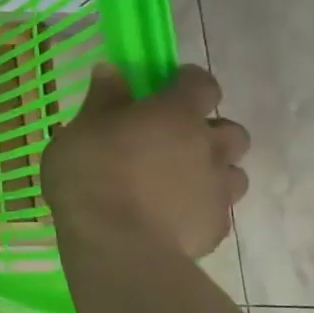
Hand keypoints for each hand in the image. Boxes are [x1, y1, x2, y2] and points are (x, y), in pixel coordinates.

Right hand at [41, 62, 249, 258]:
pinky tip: (170, 215)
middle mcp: (208, 146)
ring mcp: (218, 189)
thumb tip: (112, 70)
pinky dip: (199, 205)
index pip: (201, 84)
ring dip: (211, 169)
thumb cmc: (91, 174)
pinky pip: (217, 208)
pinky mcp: (217, 226)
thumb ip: (102, 100)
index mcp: (175, 115)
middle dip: (209, 131)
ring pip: (232, 171)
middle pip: (230, 130)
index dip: (189, 81)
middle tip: (175, 140)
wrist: (117, 242)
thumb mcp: (80, 130)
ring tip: (176, 180)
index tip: (171, 83)